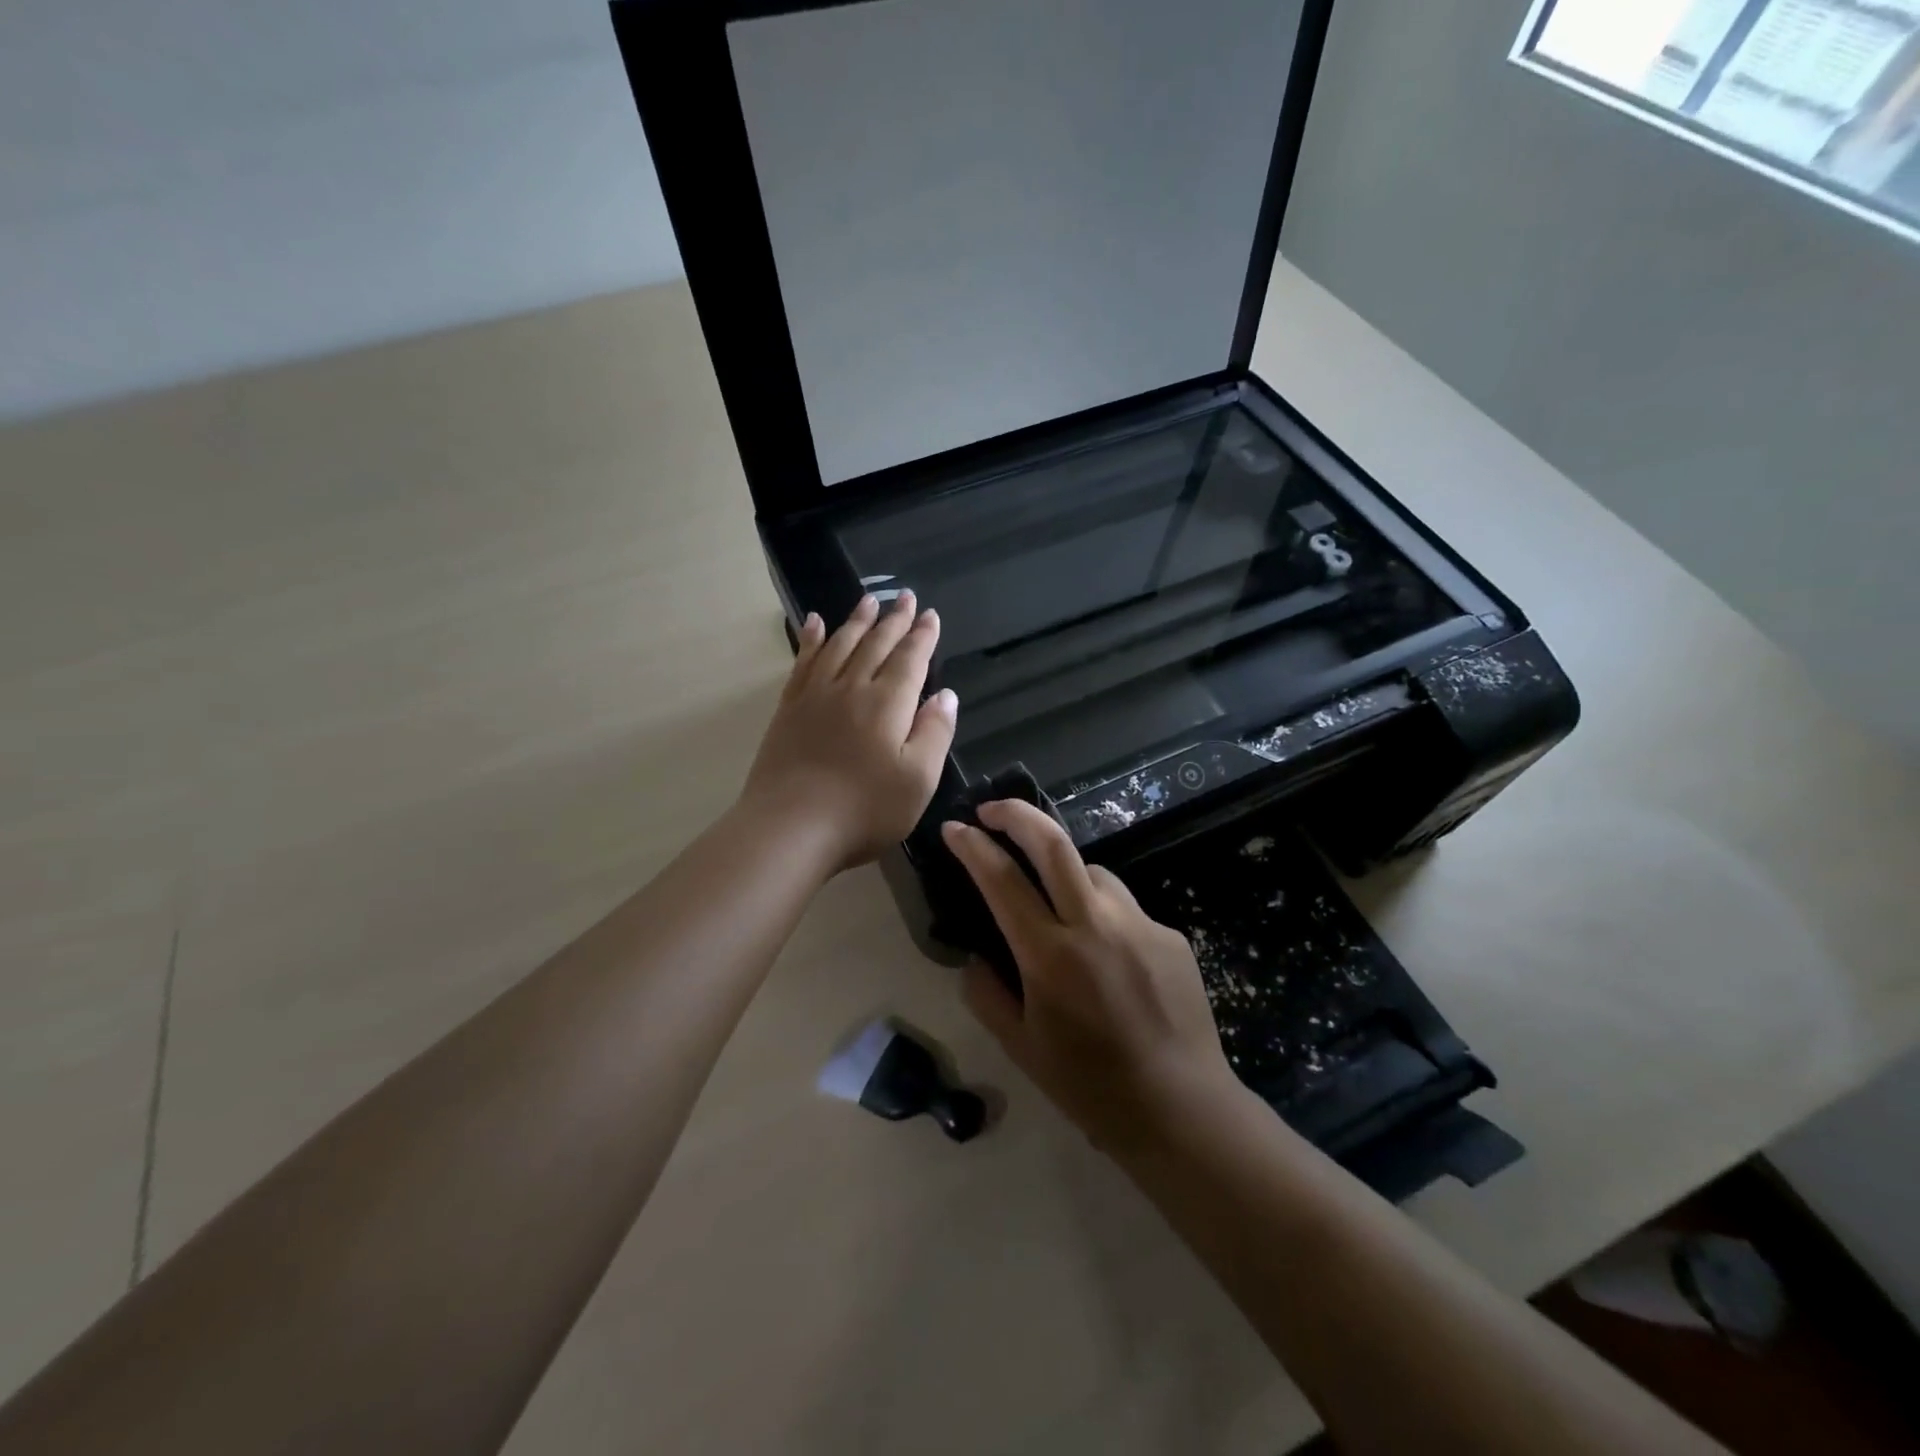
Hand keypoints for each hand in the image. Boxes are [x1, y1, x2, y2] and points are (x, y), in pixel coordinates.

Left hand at [742, 593, 957, 870]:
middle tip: (904, 596)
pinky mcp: (788, 710)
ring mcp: (815, 696)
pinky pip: (803, 662)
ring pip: (839, 645)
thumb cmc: (864, 810)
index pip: (910, 660)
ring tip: (868, 601)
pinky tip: (814, 624)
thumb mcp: (918, 780)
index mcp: (888, 704)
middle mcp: (852, 688)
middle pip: (876, 645)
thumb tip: (945, 695)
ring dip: (856, 621)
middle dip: (894, 620)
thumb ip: (935, 733)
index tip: (930, 615)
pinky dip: (811, 640)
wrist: (790, 828)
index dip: (923, 636)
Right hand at [942, 800, 1236, 1151]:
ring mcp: (1139, 924)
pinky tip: (1110, 959)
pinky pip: (1125, 909)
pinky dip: (1105, 918)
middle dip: (1017, 814)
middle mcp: (1095, 926)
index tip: (954, 828)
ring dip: (1066, 876)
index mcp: (1049, 956)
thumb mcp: (1020, 1047)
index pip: (1002, 880)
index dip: (973, 847)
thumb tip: (976, 956)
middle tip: (992, 809)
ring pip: (1093, 872)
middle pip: (1054, 844)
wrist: (1181, 1107)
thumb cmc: (1089, 1085)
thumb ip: (986, 994)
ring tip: (1060, 910)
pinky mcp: (1170, 934)